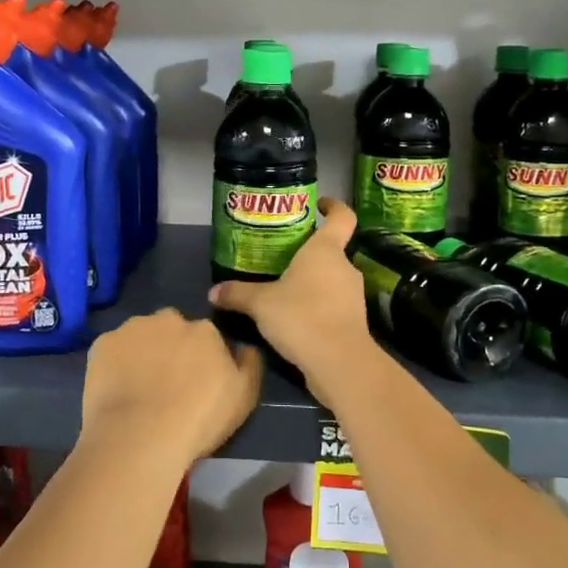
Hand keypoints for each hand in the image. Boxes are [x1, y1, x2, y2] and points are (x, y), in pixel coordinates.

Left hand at [81, 309, 262, 468]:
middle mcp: (168, 319)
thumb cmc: (198, 419)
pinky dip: (115, 363)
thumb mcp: (244, 397)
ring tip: (138, 388)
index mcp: (204, 330)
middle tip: (166, 383)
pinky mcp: (102, 343)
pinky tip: (116, 389)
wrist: (140, 436)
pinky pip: (113, 349)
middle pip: (171, 329)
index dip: (200, 359)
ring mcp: (132, 328)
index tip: (194, 382)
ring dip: (142, 352)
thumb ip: (249, 364)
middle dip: (170, 347)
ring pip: (140, 335)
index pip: (205, 336)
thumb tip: (245, 347)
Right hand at [207, 199, 376, 387]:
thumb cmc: (301, 317)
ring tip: (285, 289)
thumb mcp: (261, 304)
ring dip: (313, 282)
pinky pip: (333, 304)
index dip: (333, 206)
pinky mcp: (354, 321)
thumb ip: (238, 294)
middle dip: (309, 252)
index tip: (318, 204)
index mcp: (326, 250)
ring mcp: (353, 295)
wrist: (339, 363)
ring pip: (332, 279)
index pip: (341, 217)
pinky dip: (318, 306)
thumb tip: (213, 292)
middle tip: (283, 256)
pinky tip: (296, 318)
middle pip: (332, 250)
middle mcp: (345, 267)